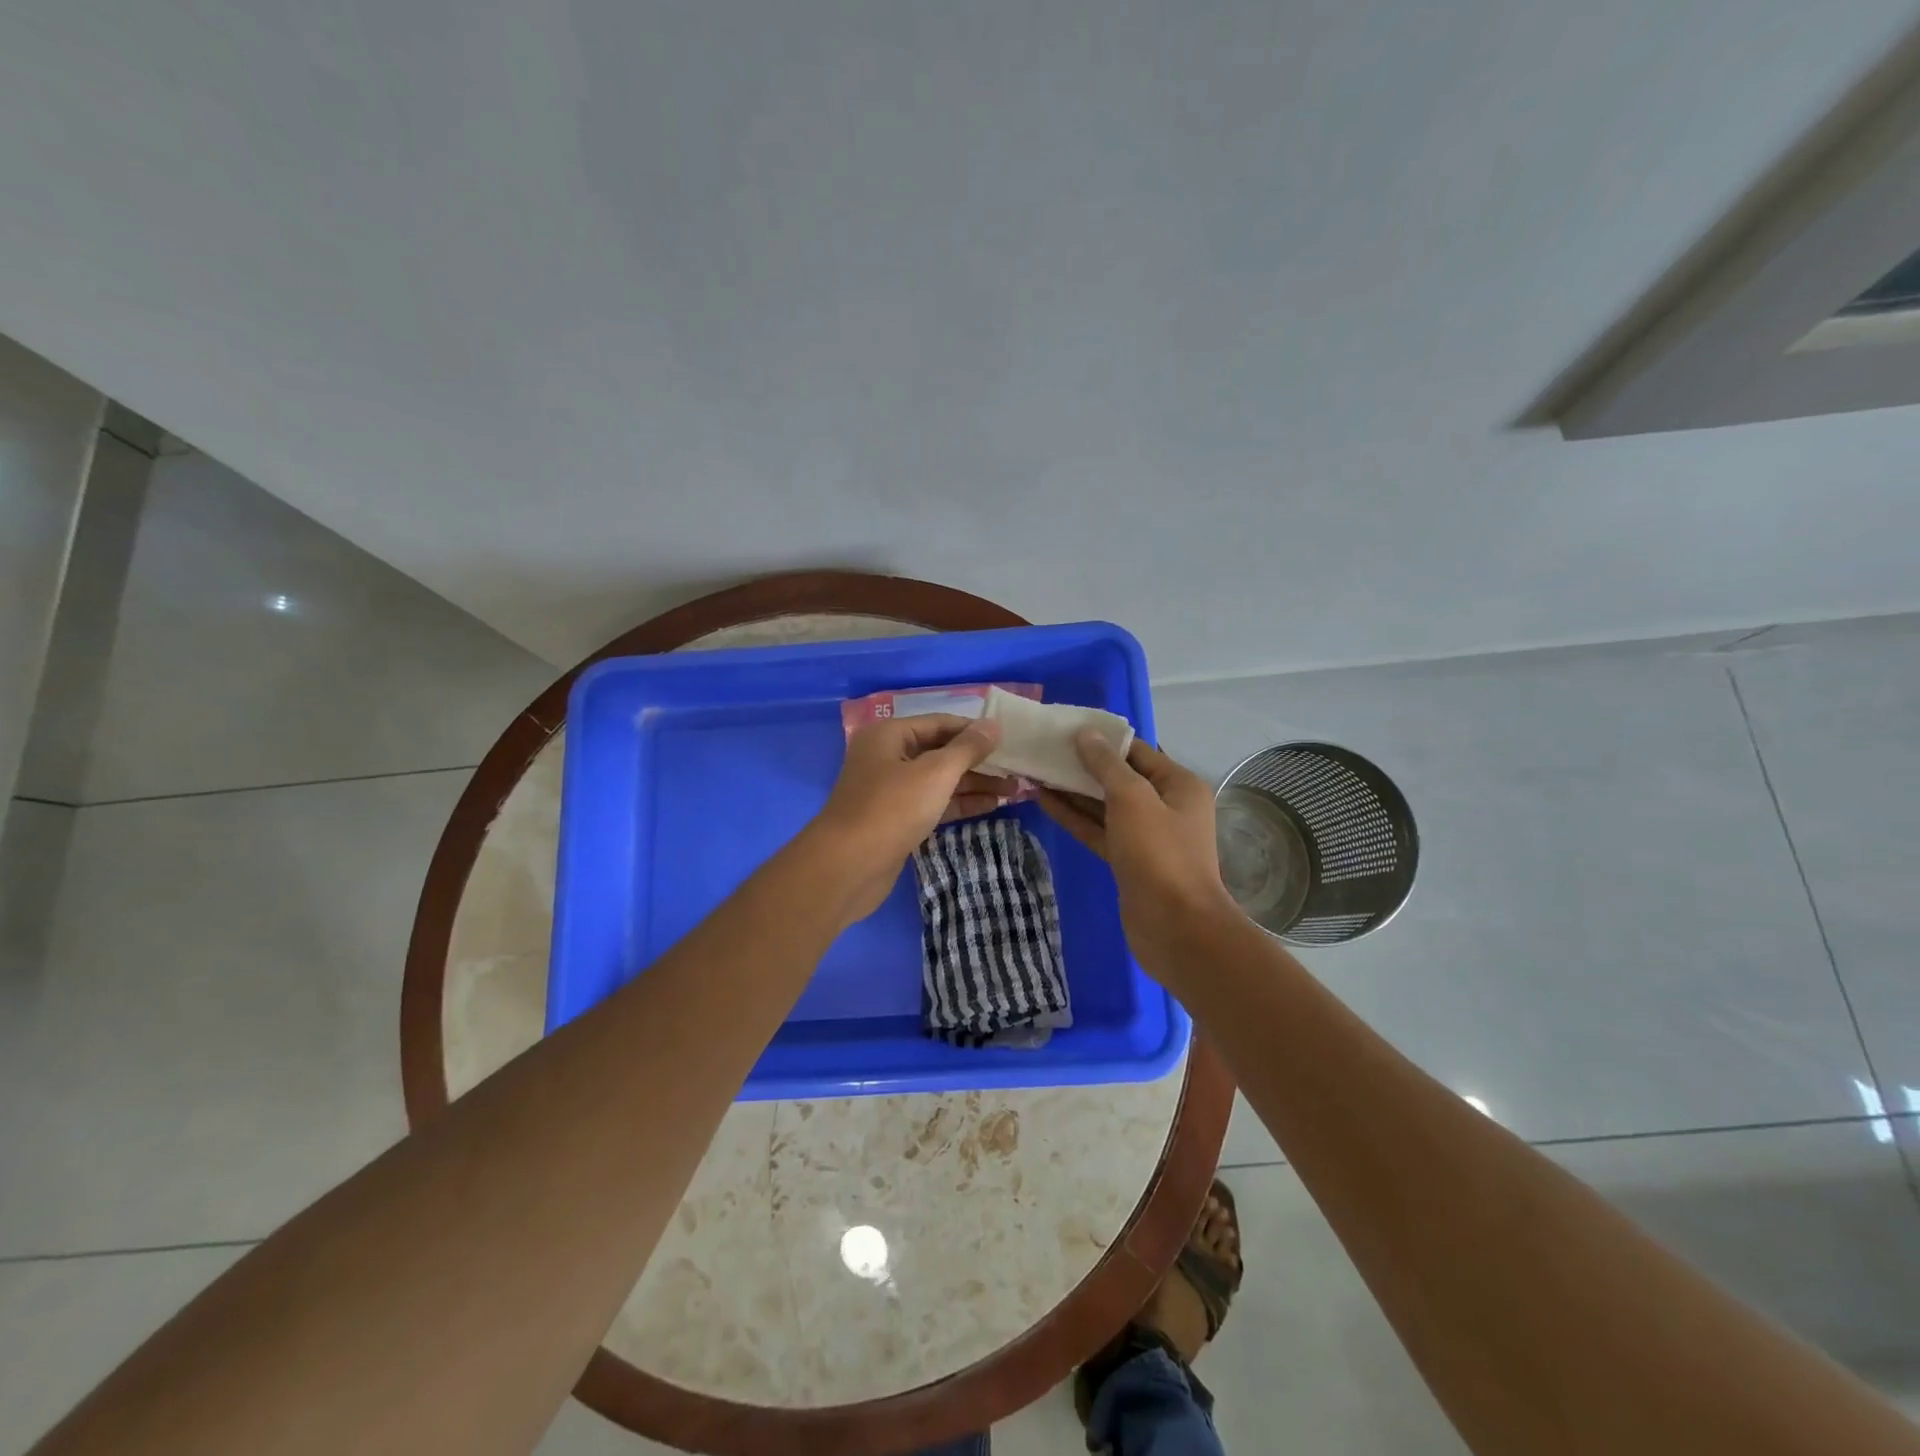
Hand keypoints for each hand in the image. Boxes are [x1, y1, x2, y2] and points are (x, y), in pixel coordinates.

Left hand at [811, 713, 1004, 920]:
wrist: (848, 867)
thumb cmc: (892, 809)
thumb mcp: (935, 773)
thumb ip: (967, 748)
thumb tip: (993, 725)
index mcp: (889, 735)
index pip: (940, 723)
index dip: (975, 731)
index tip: (1011, 740)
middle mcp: (887, 757)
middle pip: (940, 752)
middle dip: (978, 761)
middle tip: (1018, 768)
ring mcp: (890, 790)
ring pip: (939, 780)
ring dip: (974, 784)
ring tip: (1015, 789)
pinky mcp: (896, 820)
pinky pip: (933, 803)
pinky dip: (959, 803)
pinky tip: (992, 806)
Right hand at [1039, 734, 1240, 979]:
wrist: (1176, 927)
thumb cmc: (1159, 854)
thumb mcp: (1133, 798)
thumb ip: (1106, 764)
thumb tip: (1085, 734)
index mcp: (1177, 784)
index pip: (1136, 751)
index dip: (1101, 739)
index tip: (1066, 729)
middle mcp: (1164, 805)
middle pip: (1118, 777)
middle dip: (1082, 765)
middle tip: (1044, 749)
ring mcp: (1145, 835)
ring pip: (1104, 805)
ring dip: (1072, 791)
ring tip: (1036, 771)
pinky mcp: (1126, 860)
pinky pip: (1098, 830)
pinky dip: (1074, 817)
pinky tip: (1043, 801)